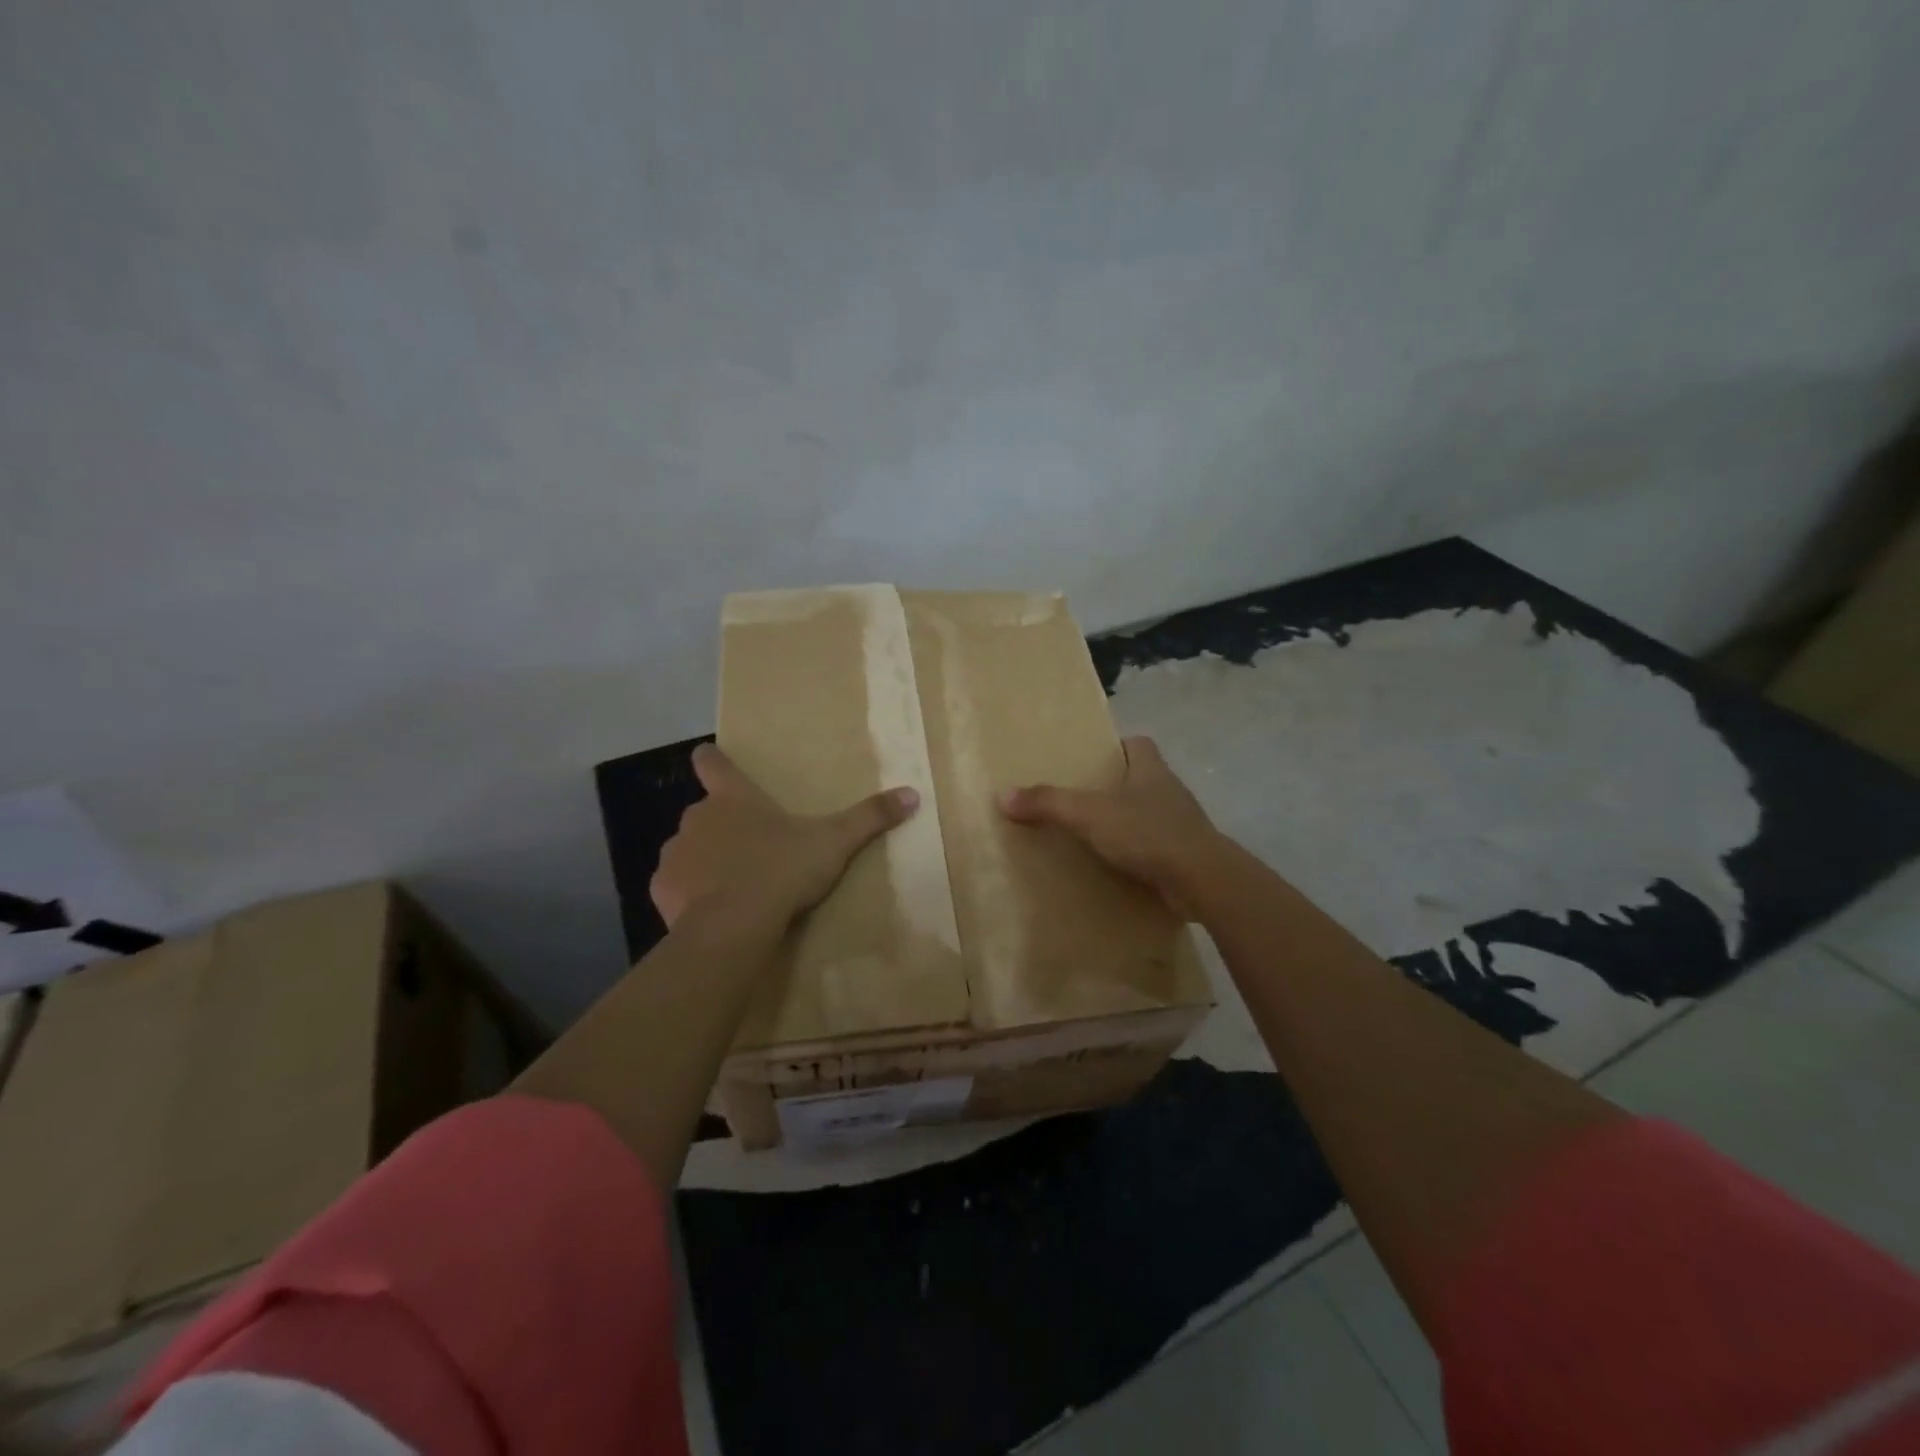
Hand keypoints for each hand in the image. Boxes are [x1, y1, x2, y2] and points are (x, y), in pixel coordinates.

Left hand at [651, 743, 919, 930]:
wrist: (733, 926)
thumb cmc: (782, 871)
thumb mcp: (834, 843)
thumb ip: (870, 817)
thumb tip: (912, 794)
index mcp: (734, 798)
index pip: (712, 762)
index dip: (712, 758)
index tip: (710, 756)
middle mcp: (697, 817)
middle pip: (705, 810)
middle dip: (722, 825)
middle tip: (751, 847)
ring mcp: (675, 852)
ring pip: (689, 848)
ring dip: (705, 858)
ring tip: (732, 884)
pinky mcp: (661, 888)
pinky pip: (675, 883)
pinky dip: (689, 891)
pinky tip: (712, 909)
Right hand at [998, 735, 1225, 919]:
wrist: (1202, 880)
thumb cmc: (1147, 833)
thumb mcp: (1089, 814)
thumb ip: (1048, 802)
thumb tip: (1003, 794)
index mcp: (1151, 769)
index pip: (1138, 744)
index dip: (1117, 746)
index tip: (1093, 758)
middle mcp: (1170, 791)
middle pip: (1142, 778)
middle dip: (1116, 786)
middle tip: (1082, 798)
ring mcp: (1182, 824)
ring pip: (1150, 814)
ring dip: (1128, 822)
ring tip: (1094, 834)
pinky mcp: (1186, 856)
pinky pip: (1157, 847)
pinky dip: (1139, 853)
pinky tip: (1117, 866)